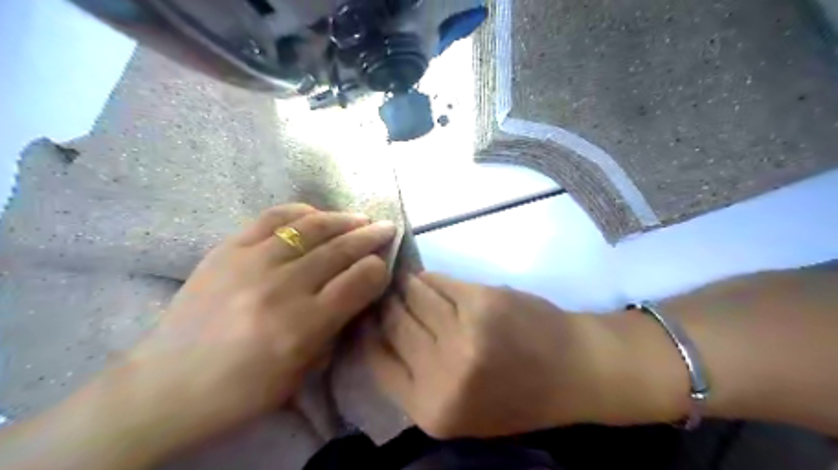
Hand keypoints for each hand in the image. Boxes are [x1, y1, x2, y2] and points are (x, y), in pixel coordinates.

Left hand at [110, 206, 395, 461]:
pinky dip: (301, 212)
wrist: (165, 386)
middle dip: (370, 236)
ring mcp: (250, 263)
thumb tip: (357, 290)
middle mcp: (280, 288)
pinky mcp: (227, 249)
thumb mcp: (302, 373)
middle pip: (340, 249)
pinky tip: (317, 215)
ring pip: (311, 227)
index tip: (383, 265)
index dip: (378, 269)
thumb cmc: (241, 391)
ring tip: (360, 218)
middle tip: (387, 228)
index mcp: (301, 327)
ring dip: (343, 220)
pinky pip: (273, 217)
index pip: (358, 282)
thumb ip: (335, 327)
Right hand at [364, 273, 613, 437]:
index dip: (366, 332)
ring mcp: (463, 332)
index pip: (376, 360)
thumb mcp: (459, 410)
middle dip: (385, 304)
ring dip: (405, 286)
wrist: (573, 370)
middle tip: (382, 292)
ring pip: (413, 296)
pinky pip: (438, 281)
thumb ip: (415, 379)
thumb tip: (378, 332)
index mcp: (431, 408)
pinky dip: (429, 278)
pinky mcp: (481, 300)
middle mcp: (442, 372)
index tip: (365, 315)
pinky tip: (427, 278)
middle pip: (392, 323)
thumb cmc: (516, 396)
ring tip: (402, 281)